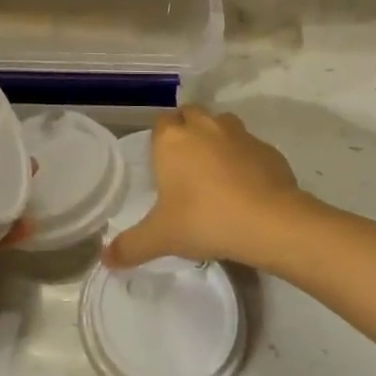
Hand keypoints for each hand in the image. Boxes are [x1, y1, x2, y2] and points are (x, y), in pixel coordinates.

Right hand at [103, 105, 299, 269]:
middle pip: (190, 115)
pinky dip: (246, 160)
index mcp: (173, 138)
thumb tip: (105, 260)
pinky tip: (247, 188)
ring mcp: (239, 133)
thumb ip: (131, 246)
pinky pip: (250, 147)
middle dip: (188, 132)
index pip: (161, 123)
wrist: (270, 222)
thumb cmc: (205, 220)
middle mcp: (204, 125)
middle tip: (187, 168)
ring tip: (216, 174)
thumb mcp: (161, 237)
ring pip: (222, 125)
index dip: (161, 141)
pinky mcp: (268, 149)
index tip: (163, 166)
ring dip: (217, 141)